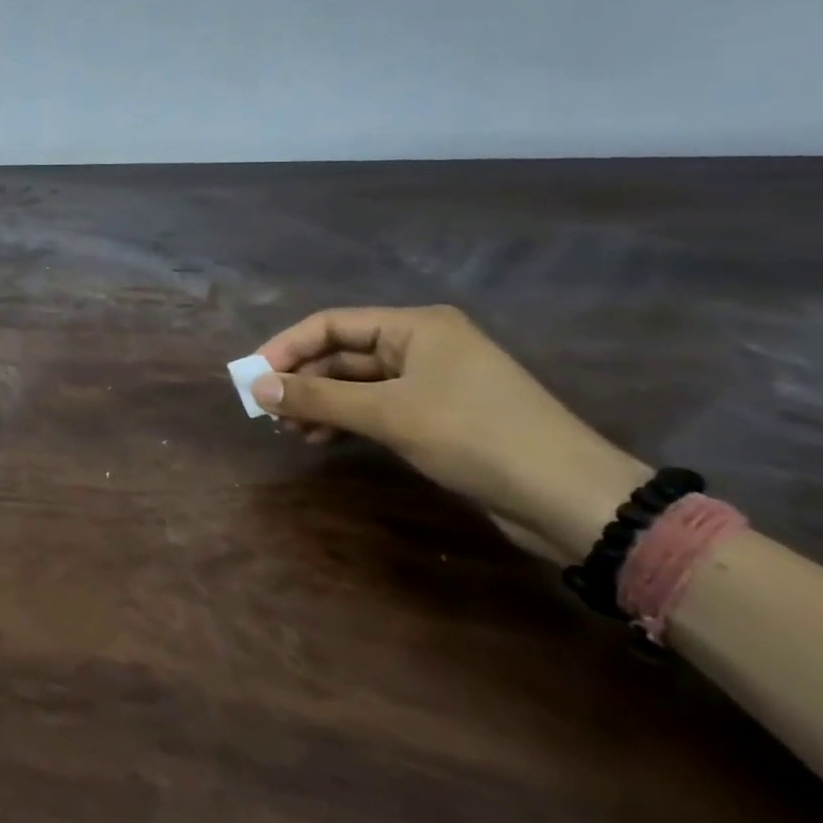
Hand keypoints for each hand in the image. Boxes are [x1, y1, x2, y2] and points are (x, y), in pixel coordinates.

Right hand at [251, 306, 650, 563]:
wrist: (570, 498)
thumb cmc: (474, 436)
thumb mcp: (387, 414)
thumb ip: (317, 399)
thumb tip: (256, 388)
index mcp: (415, 326)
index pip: (331, 324)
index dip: (286, 347)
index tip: (253, 377)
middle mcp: (423, 344)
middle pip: (343, 353)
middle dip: (303, 381)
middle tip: (268, 411)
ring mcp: (433, 380)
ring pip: (358, 383)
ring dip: (321, 403)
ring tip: (290, 431)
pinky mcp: (441, 414)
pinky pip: (378, 406)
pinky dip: (348, 419)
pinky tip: (324, 439)